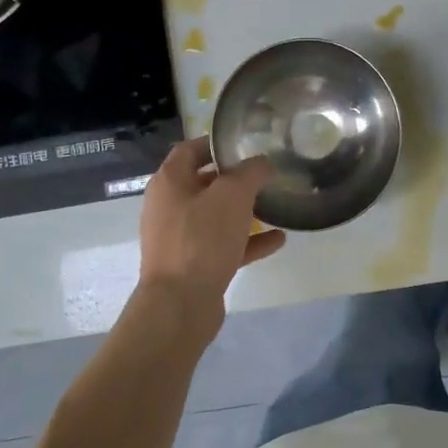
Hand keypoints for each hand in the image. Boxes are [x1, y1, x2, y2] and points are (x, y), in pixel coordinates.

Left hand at [137, 138, 284, 335]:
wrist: (180, 304)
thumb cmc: (202, 239)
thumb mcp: (232, 195)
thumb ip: (251, 172)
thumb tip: (262, 163)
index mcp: (170, 182)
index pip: (190, 149)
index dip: (216, 143)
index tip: (246, 143)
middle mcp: (169, 207)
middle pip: (203, 183)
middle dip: (235, 179)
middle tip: (265, 174)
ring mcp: (180, 238)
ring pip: (215, 216)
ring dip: (243, 211)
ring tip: (274, 205)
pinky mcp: (193, 265)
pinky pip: (224, 245)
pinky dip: (248, 241)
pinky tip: (278, 240)